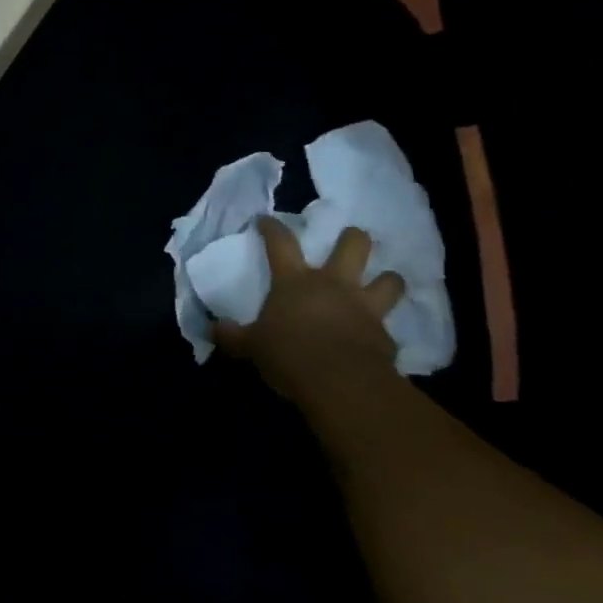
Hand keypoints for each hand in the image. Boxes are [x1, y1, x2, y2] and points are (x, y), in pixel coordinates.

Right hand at [213, 218, 404, 400]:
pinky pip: (388, 328)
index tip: (265, 220)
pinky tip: (377, 339)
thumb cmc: (289, 354)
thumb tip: (213, 328)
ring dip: (387, 279)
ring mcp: (364, 307)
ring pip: (389, 280)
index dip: (272, 228)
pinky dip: (382, 331)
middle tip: (350, 239)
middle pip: (353, 245)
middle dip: (353, 238)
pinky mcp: (385, 336)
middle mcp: (334, 285)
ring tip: (383, 283)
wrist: (341, 383)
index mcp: (295, 282)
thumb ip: (233, 335)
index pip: (280, 243)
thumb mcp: (250, 346)